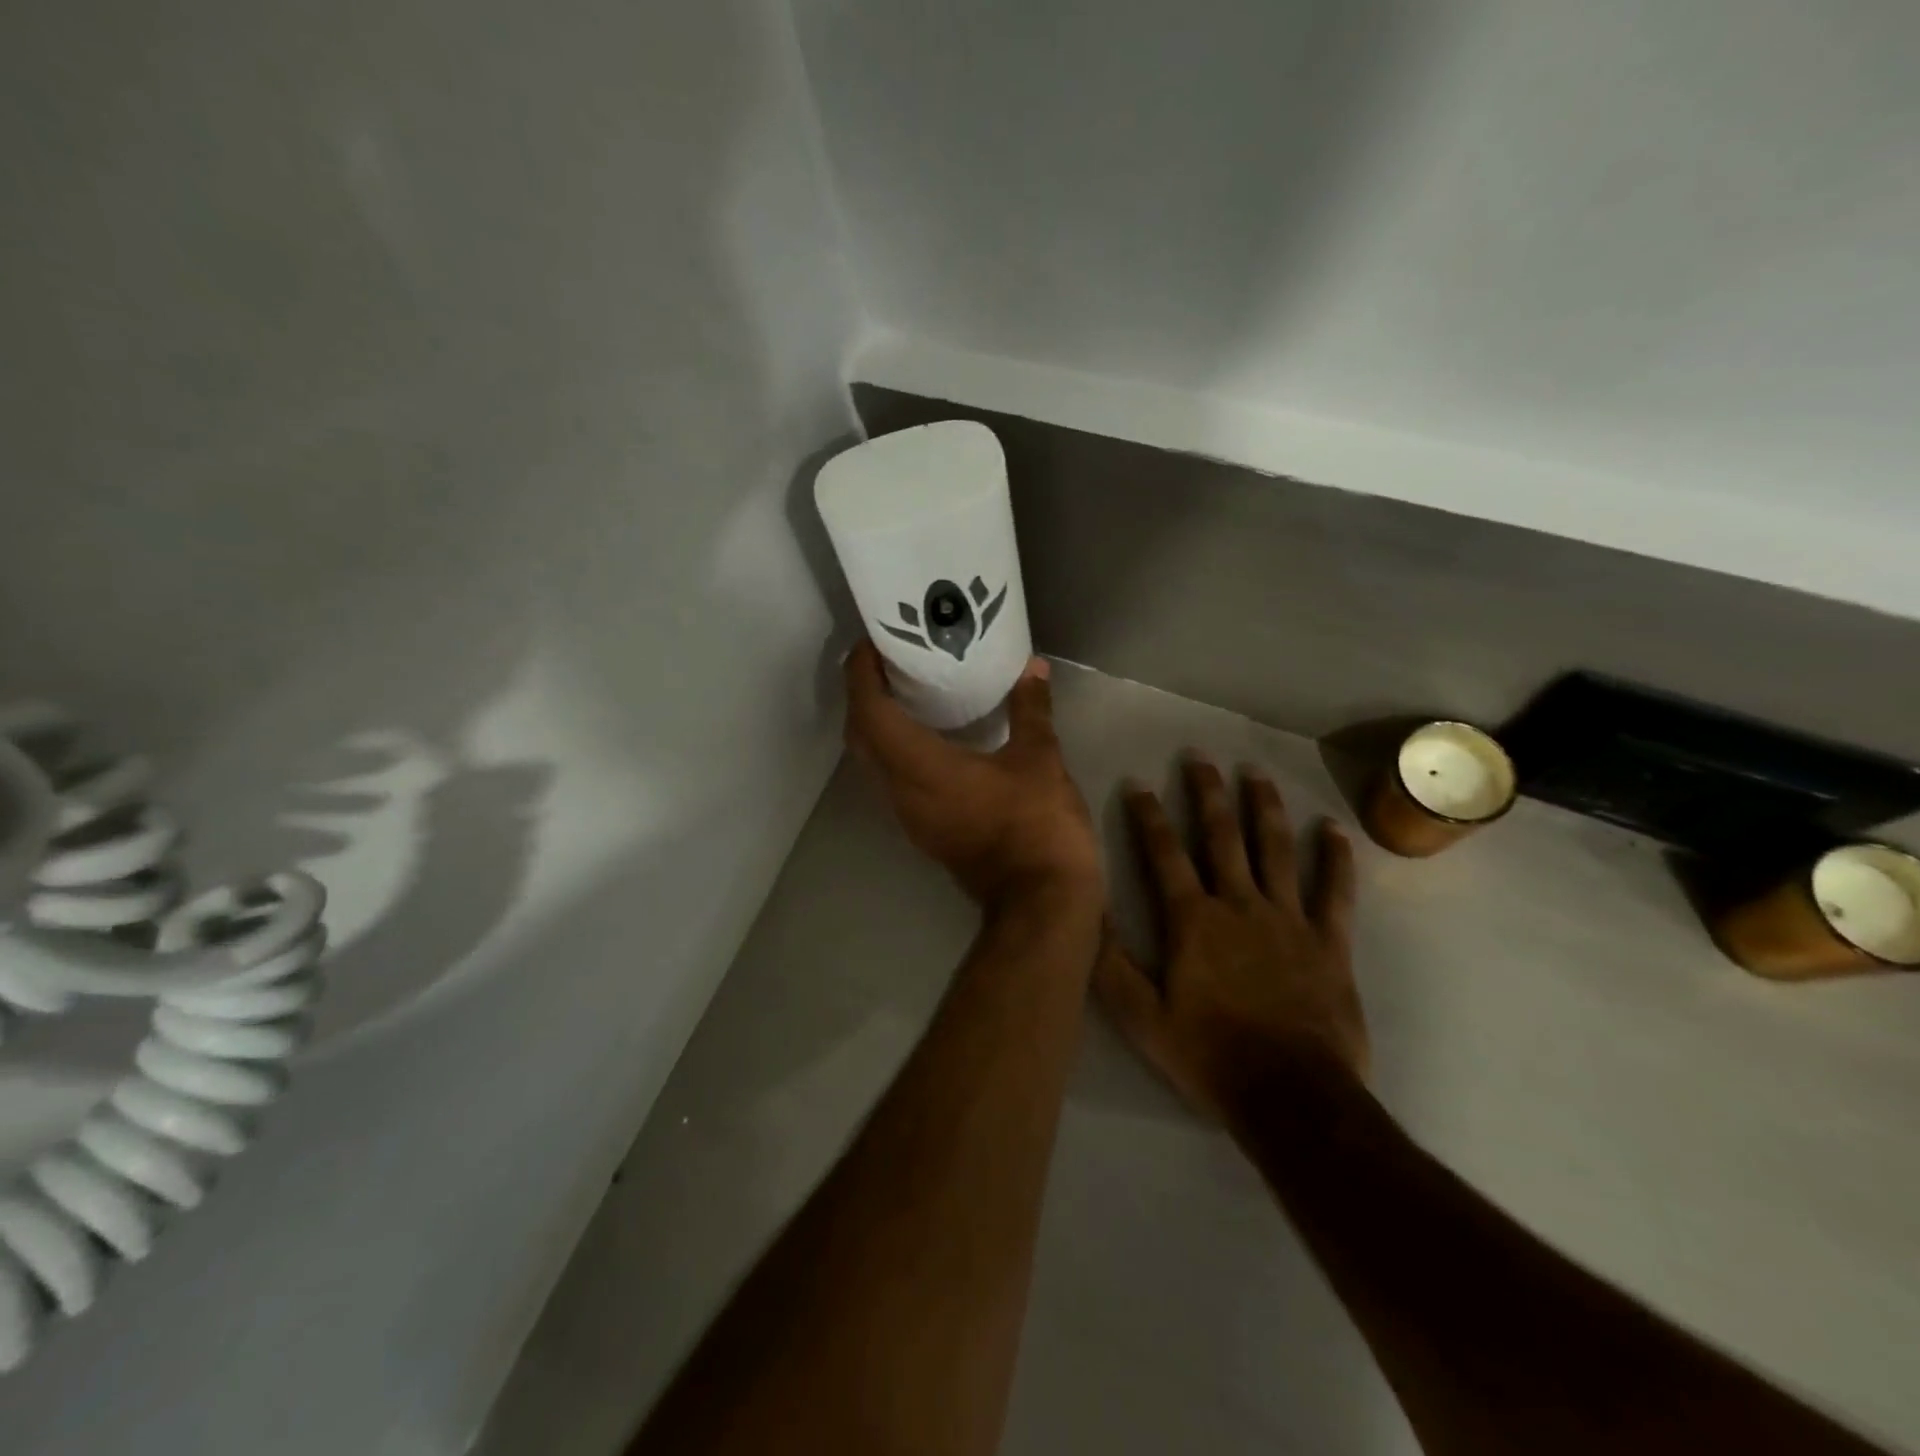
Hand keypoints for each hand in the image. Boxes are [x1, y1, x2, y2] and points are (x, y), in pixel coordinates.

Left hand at [844, 640, 1100, 908]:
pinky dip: (897, 749)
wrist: (1041, 903)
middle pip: (861, 736)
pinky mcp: (926, 831)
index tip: (870, 645)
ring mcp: (911, 816)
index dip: (861, 675)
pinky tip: (929, 734)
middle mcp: (901, 792)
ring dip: (877, 723)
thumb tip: (1032, 668)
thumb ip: (1030, 710)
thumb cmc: (1037, 826)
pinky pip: (895, 779)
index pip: (869, 713)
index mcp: (920, 768)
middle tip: (886, 662)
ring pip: (874, 761)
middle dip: (863, 694)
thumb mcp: (1040, 760)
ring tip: (904, 689)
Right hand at [1094, 756, 1367, 1125]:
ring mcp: (1288, 919)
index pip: (1164, 854)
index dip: (1148, 816)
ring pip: (1276, 849)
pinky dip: (1335, 859)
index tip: (1139, 782)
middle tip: (1200, 757)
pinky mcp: (1329, 942)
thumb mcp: (1140, 1017)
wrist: (1291, 1097)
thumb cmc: (1209, 1055)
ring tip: (1255, 772)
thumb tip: (1087, 909)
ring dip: (1264, 807)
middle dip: (1207, 794)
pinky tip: (1333, 829)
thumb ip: (1109, 962)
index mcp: (1193, 921)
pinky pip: (1335, 892)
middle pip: (1221, 837)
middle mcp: (1239, 905)